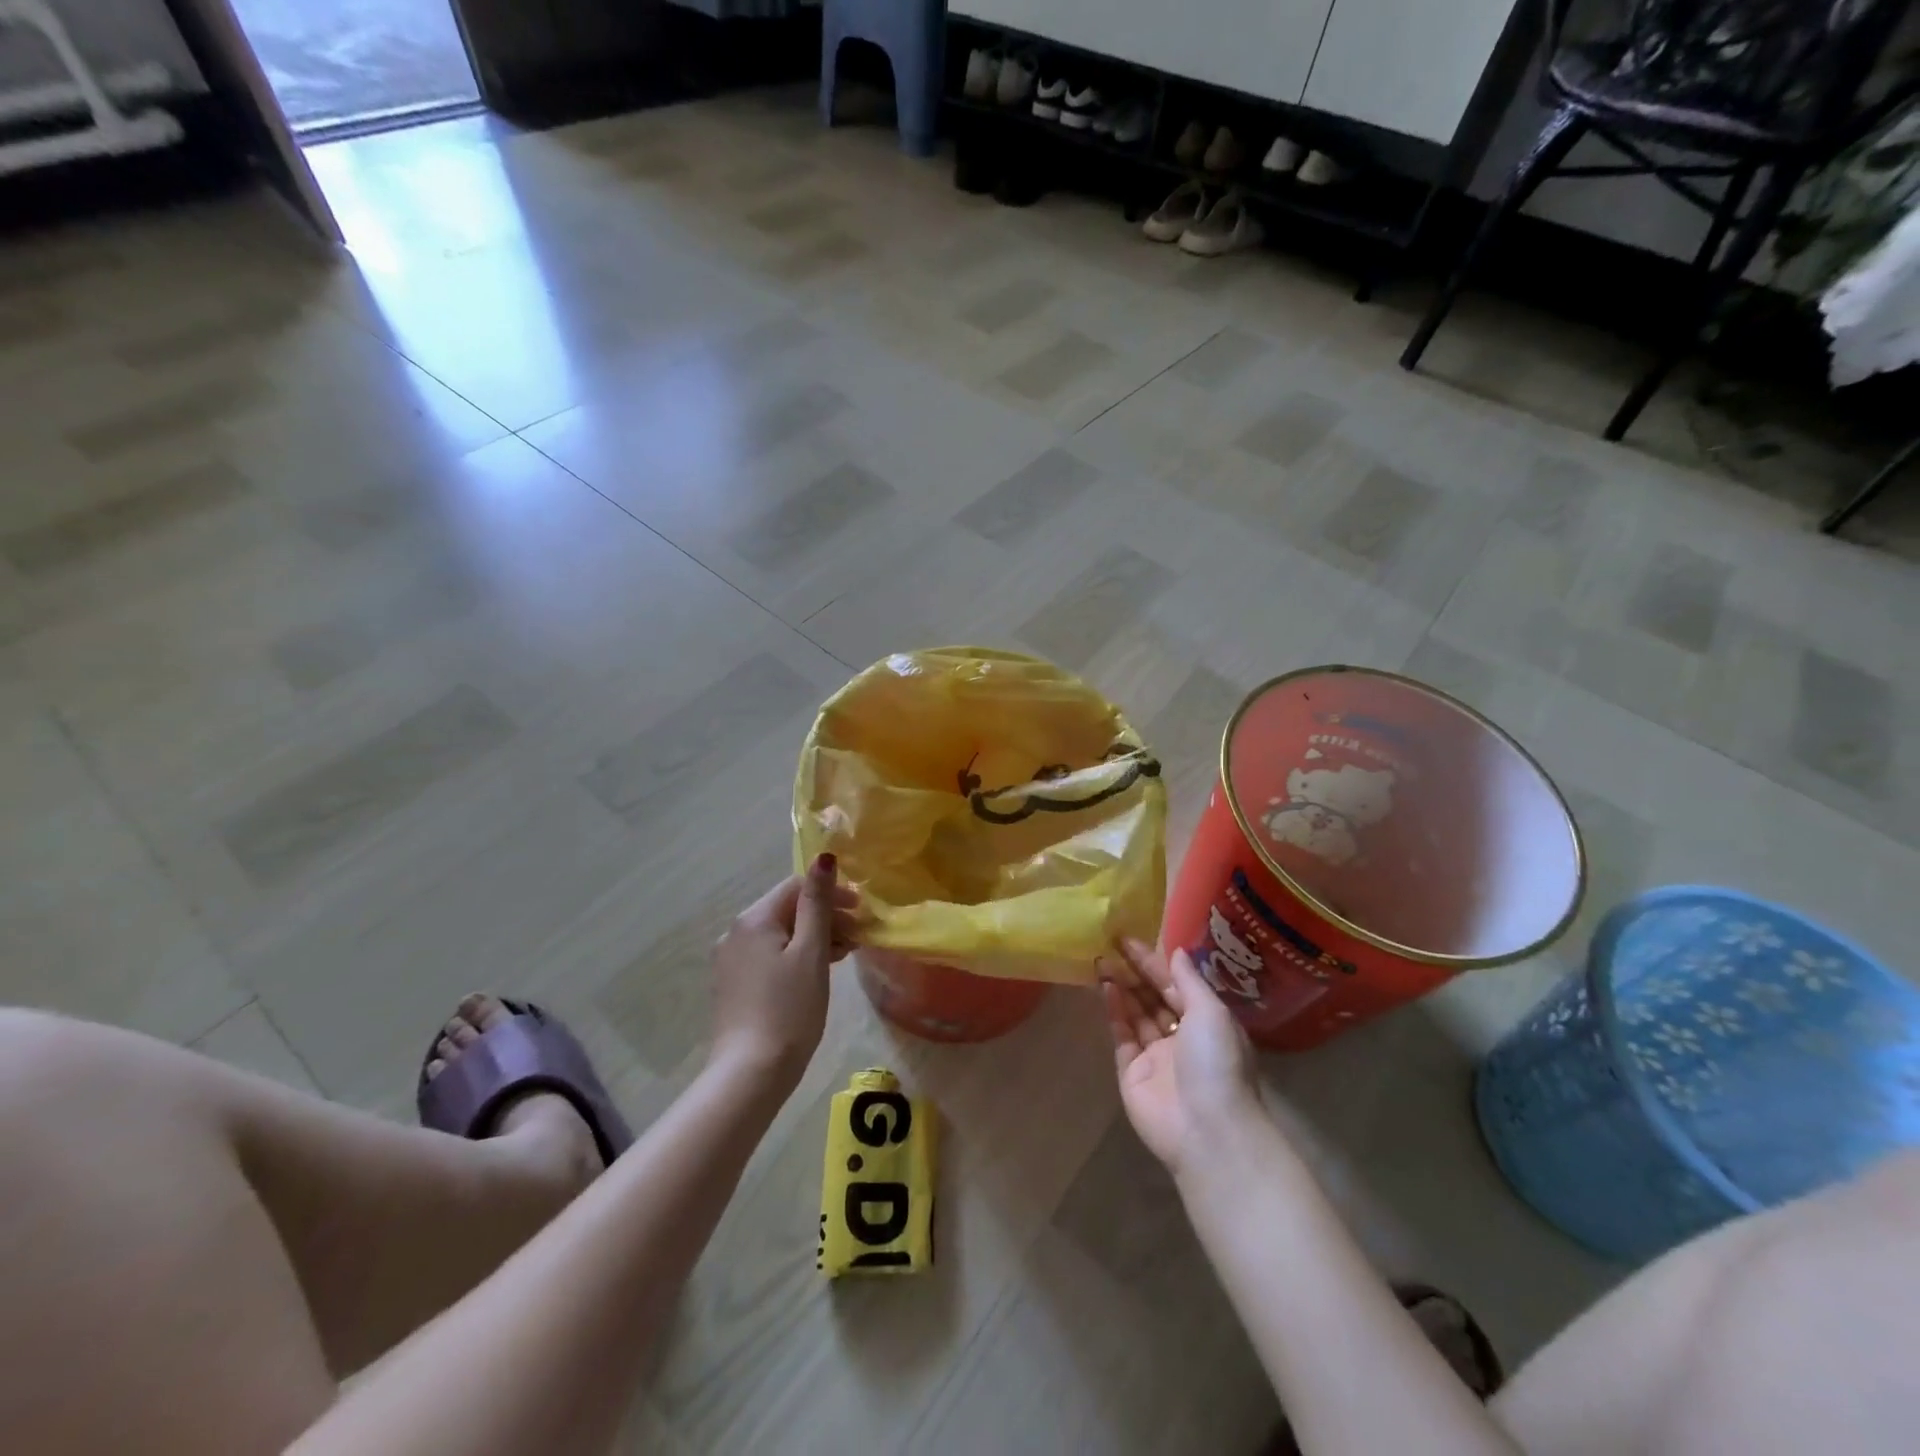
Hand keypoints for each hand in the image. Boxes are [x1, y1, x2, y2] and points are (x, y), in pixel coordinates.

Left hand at [709, 855, 858, 1088]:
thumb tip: (824, 857)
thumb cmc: (789, 1009)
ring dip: (814, 936)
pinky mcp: (735, 984)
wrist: (751, 1074)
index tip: (862, 911)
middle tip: (859, 935)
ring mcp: (732, 960)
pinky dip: (797, 955)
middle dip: (825, 916)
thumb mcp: (810, 952)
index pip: (796, 886)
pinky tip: (817, 972)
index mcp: (753, 919)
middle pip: (788, 909)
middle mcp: (735, 932)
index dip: (832, 892)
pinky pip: (770, 955)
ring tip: (844, 954)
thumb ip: (818, 903)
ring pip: (781, 934)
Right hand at [1100, 938, 1261, 1174]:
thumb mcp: (1211, 1013)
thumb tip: (1177, 951)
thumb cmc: (1217, 1063)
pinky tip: (1105, 988)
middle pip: (1154, 998)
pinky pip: (1122, 1035)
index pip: (1176, 985)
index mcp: (1207, 1023)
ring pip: (1136, 1014)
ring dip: (1121, 987)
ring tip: (1101, 961)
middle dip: (1134, 973)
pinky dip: (1114, 1012)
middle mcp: (1181, 1037)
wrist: (1207, 1130)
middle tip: (1110, 946)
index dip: (1154, 962)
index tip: (1129, 939)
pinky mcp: (1132, 1072)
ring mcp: (1156, 1056)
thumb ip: (1189, 981)